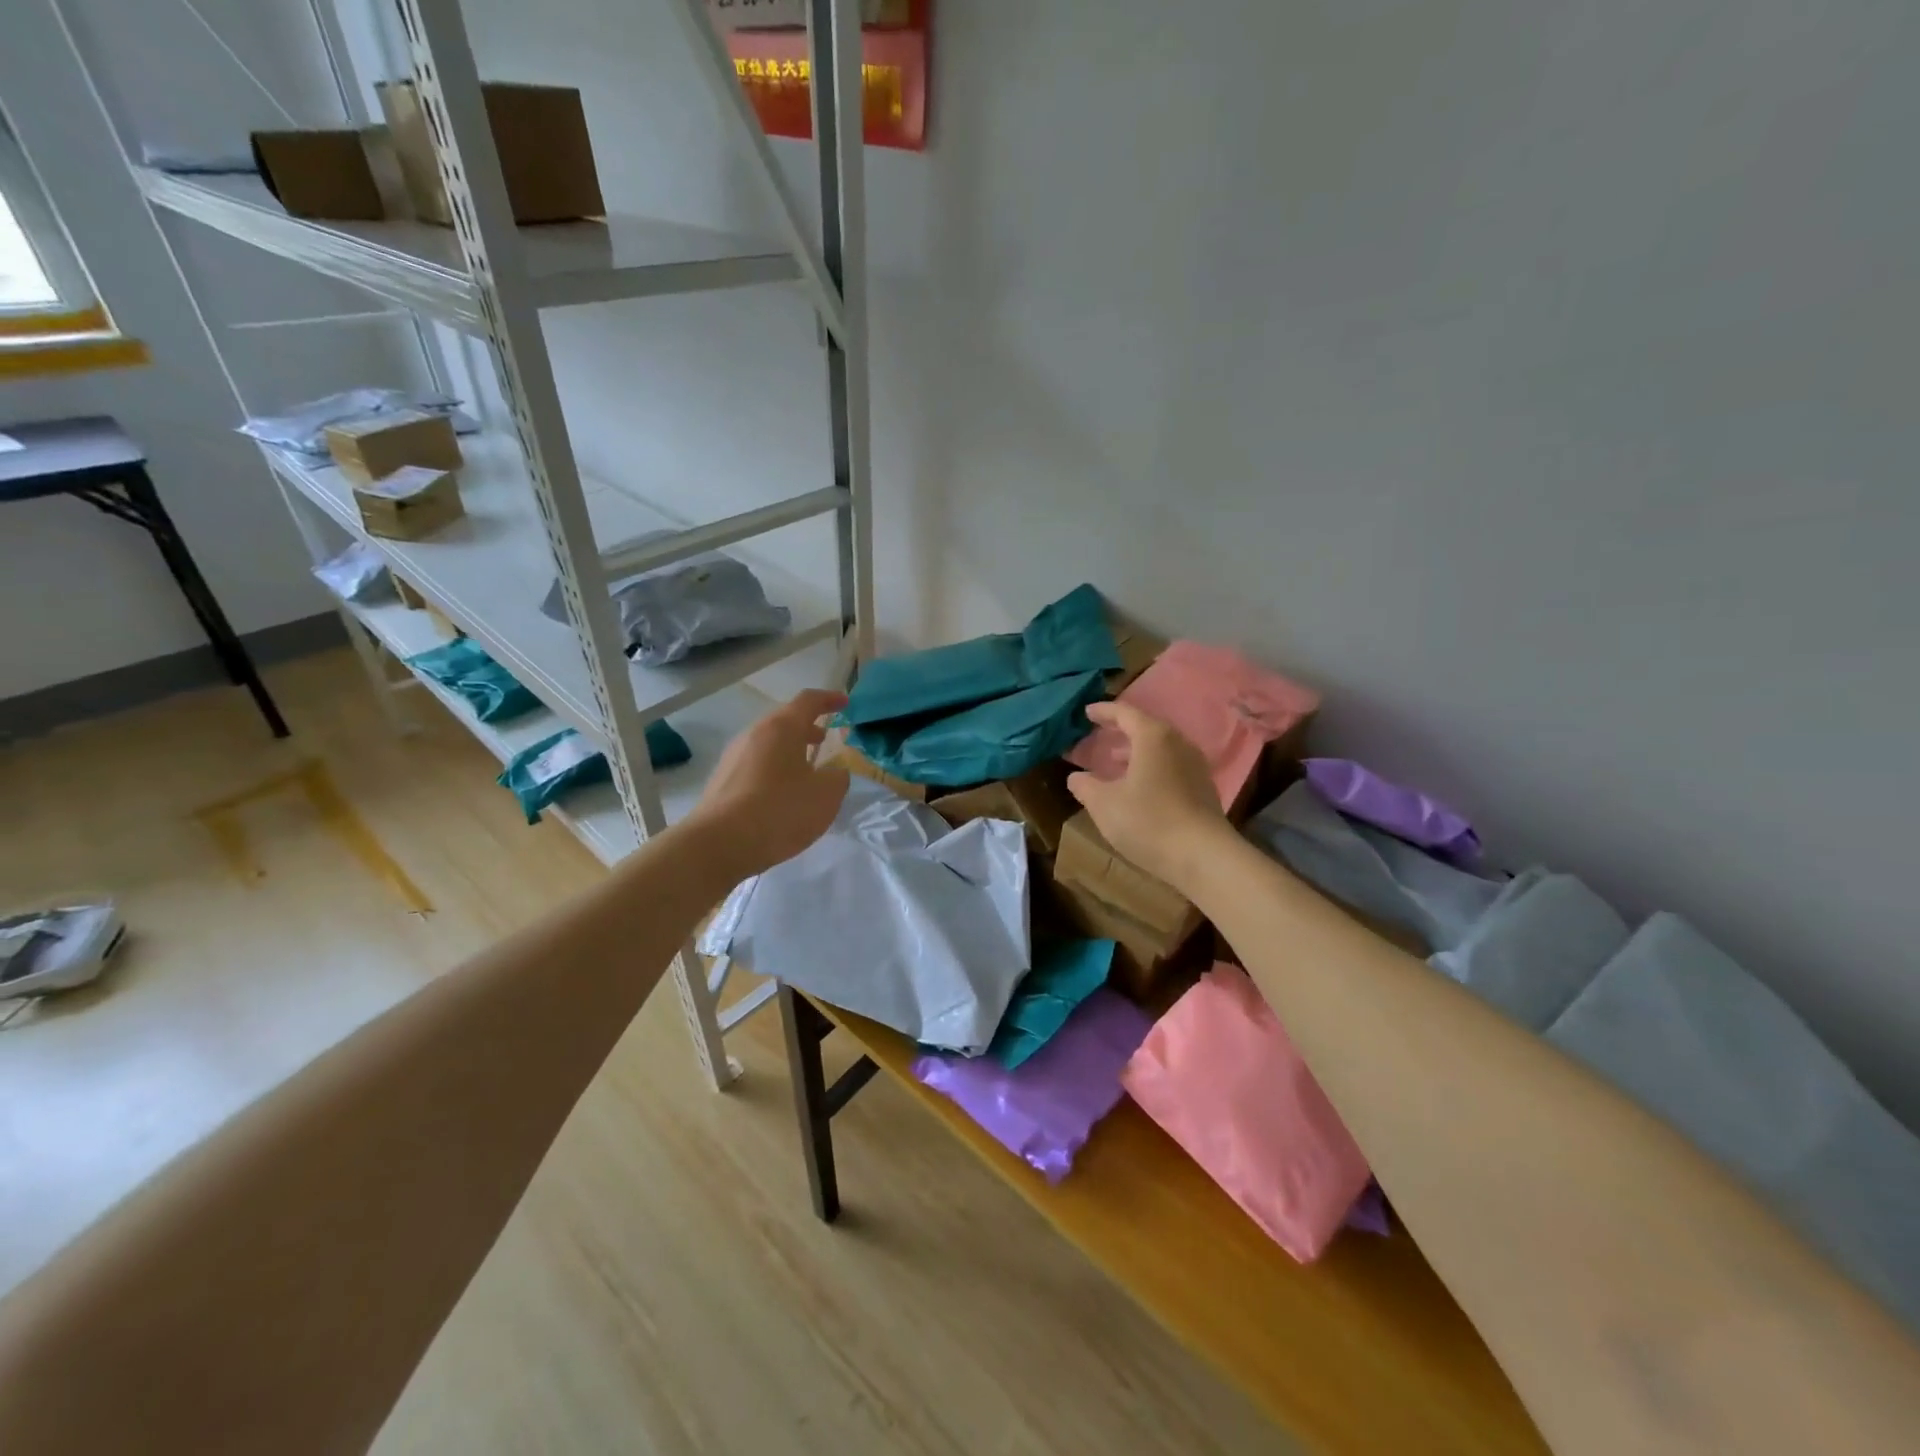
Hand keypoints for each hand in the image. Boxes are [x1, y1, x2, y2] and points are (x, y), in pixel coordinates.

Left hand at [685, 688, 850, 882]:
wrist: (718, 844)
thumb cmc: (779, 810)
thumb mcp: (826, 795)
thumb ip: (837, 777)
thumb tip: (833, 772)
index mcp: (782, 728)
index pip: (808, 701)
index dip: (829, 699)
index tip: (844, 703)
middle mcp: (754, 734)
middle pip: (784, 721)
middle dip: (807, 727)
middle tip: (825, 739)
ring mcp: (733, 757)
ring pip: (768, 744)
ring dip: (790, 750)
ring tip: (806, 770)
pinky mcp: (722, 781)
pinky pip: (755, 765)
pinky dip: (774, 769)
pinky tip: (782, 794)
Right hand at [1066, 701, 1232, 892]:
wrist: (1203, 856)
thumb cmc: (1148, 821)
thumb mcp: (1104, 804)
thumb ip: (1085, 786)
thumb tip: (1076, 777)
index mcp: (1153, 737)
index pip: (1125, 713)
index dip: (1104, 711)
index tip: (1086, 712)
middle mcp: (1178, 743)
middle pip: (1146, 727)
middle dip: (1121, 730)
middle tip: (1100, 733)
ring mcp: (1195, 765)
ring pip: (1160, 748)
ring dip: (1136, 751)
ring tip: (1115, 760)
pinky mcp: (1203, 787)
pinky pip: (1171, 765)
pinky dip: (1151, 766)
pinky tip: (1139, 786)